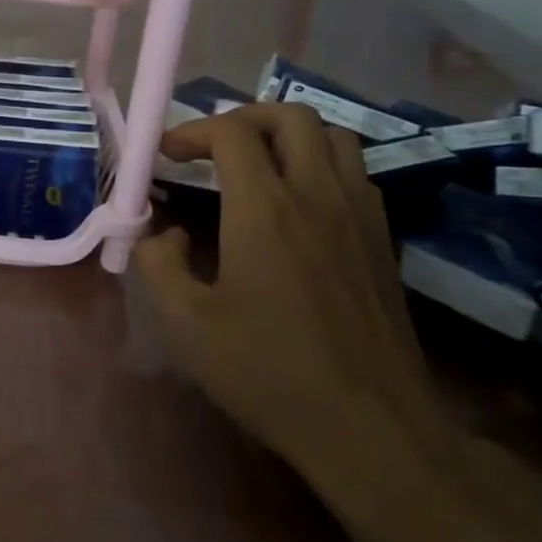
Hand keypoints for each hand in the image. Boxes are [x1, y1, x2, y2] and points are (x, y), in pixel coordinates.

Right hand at [130, 103, 439, 480]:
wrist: (371, 426)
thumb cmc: (269, 372)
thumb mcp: (186, 325)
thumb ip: (158, 264)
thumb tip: (164, 234)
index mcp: (265, 209)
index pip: (231, 133)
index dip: (192, 131)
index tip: (168, 154)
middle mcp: (317, 194)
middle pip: (290, 115)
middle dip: (244, 117)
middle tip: (214, 146)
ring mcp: (359, 214)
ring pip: (333, 136)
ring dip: (289, 135)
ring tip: (259, 163)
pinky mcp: (383, 238)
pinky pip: (356, 172)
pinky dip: (322, 163)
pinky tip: (301, 202)